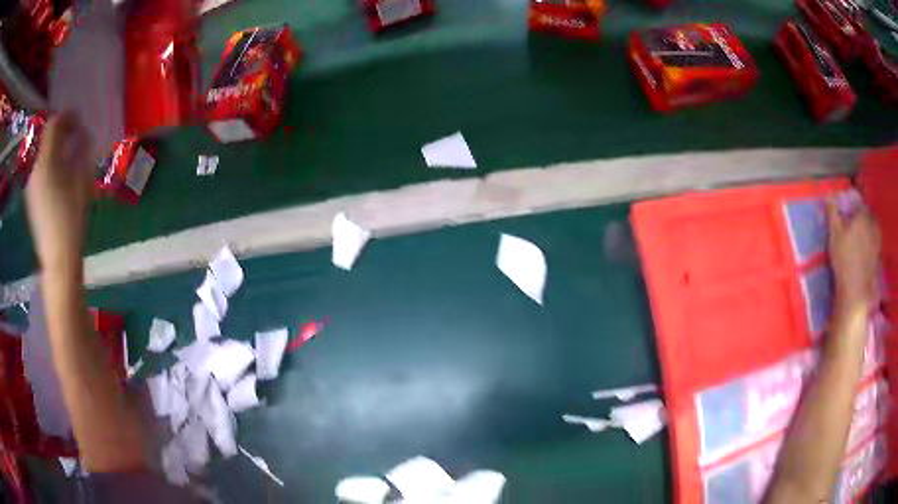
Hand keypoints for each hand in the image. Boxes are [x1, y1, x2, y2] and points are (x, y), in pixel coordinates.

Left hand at [25, 112, 92, 272]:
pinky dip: (49, 162)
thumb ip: (81, 150)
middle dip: (61, 131)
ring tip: (68, 156)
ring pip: (42, 152)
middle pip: (46, 136)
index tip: (80, 122)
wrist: (57, 259)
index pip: (54, 123)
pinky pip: (39, 168)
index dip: (68, 117)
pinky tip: (59, 174)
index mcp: (45, 160)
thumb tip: (81, 134)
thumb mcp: (81, 179)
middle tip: (75, 138)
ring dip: (55, 147)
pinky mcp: (30, 197)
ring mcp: (30, 183)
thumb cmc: (71, 219)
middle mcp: (34, 167)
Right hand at [828, 199, 880, 313]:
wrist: (856, 290)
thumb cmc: (844, 258)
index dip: (852, 208)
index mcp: (863, 214)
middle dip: (861, 220)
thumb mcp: (834, 233)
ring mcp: (877, 242)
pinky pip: (874, 246)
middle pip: (867, 217)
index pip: (858, 204)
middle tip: (853, 227)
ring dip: (866, 233)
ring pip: (872, 231)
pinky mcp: (878, 258)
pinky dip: (870, 247)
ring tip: (858, 241)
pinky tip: (864, 254)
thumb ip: (832, 213)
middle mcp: (872, 224)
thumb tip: (828, 196)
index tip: (846, 215)